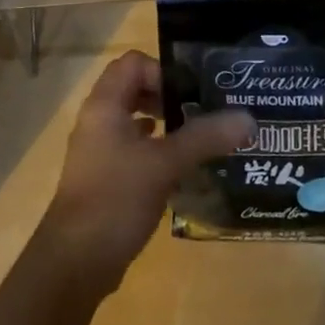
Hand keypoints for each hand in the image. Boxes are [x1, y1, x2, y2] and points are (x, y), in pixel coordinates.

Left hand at [39, 51, 253, 291]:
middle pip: (134, 89)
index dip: (163, 72)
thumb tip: (248, 119)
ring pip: (134, 121)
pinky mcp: (104, 177)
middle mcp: (97, 120)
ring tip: (198, 139)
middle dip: (169, 97)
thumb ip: (204, 138)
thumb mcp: (165, 164)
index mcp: (104, 105)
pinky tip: (179, 168)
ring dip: (165, 125)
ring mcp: (98, 150)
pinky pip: (133, 149)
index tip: (192, 95)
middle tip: (202, 113)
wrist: (76, 261)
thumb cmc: (116, 198)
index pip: (133, 64)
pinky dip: (156, 151)